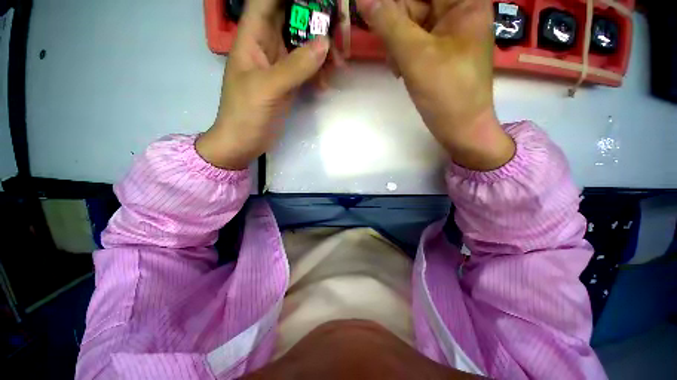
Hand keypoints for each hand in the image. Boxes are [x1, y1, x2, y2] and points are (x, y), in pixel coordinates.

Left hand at [196, 0, 329, 169]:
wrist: (244, 142)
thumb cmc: (246, 114)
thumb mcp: (268, 88)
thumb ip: (295, 66)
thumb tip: (325, 43)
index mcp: (252, 37)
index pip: (268, 1)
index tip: (317, 1)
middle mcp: (266, 45)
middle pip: (291, 18)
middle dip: (315, 20)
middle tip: (340, 30)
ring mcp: (279, 65)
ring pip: (303, 44)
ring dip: (322, 50)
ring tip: (339, 63)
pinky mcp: (289, 82)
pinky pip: (307, 68)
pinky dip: (319, 72)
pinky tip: (327, 84)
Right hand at [356, 0, 514, 170]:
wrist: (460, 128)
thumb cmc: (446, 92)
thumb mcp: (416, 56)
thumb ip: (388, 23)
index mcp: (464, 1)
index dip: (395, 3)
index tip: (375, 12)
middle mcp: (456, 10)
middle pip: (415, 3)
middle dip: (395, 23)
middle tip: (391, 49)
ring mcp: (445, 32)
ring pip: (409, 22)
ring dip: (395, 43)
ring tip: (398, 67)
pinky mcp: (436, 50)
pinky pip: (411, 41)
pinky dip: (401, 54)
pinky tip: (400, 71)